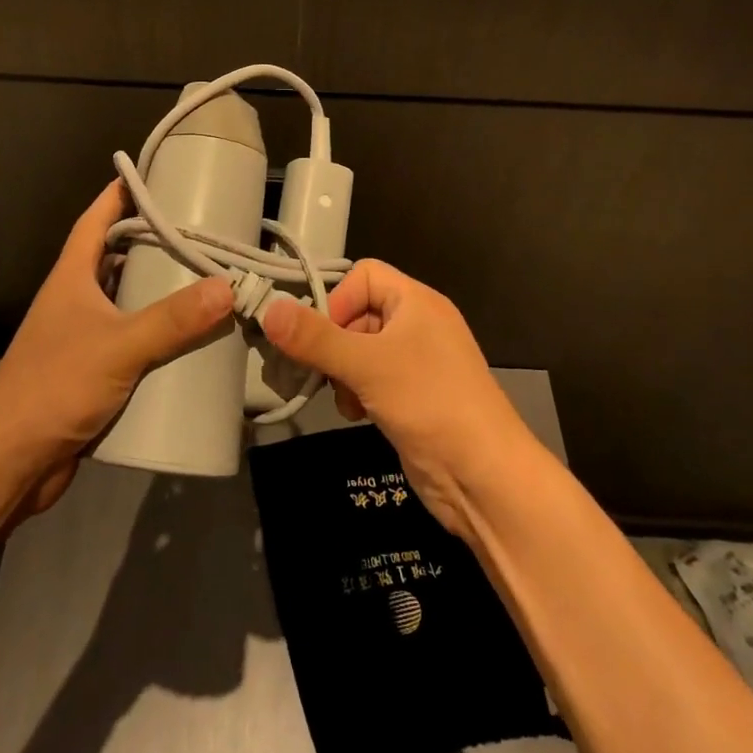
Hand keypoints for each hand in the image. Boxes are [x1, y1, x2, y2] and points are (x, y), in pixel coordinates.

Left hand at [0, 181, 233, 515]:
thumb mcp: (119, 346)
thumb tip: (227, 288)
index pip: (95, 220)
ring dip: (156, 289)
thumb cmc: (55, 385)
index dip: (119, 194)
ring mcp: (81, 336)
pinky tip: (186, 336)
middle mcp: (75, 299)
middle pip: (114, 257)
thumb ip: (172, 319)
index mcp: (72, 277)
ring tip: (202, 277)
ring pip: (124, 299)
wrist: (10, 461)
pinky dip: (155, 333)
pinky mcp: (91, 371)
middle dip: (151, 241)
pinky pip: (130, 338)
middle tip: (198, 230)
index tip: (153, 174)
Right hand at [260, 260, 540, 542]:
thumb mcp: (367, 365)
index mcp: (416, 301)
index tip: (323, 338)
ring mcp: (418, 361)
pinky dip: (358, 391)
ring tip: (346, 398)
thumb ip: (315, 338)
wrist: (483, 477)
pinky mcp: (414, 395)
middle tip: (323, 372)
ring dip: (343, 372)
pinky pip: (373, 378)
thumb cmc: (429, 403)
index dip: (338, 300)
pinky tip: (358, 414)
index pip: (364, 275)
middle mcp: (419, 323)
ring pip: (361, 349)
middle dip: (335, 343)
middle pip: (359, 313)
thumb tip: (269, 309)